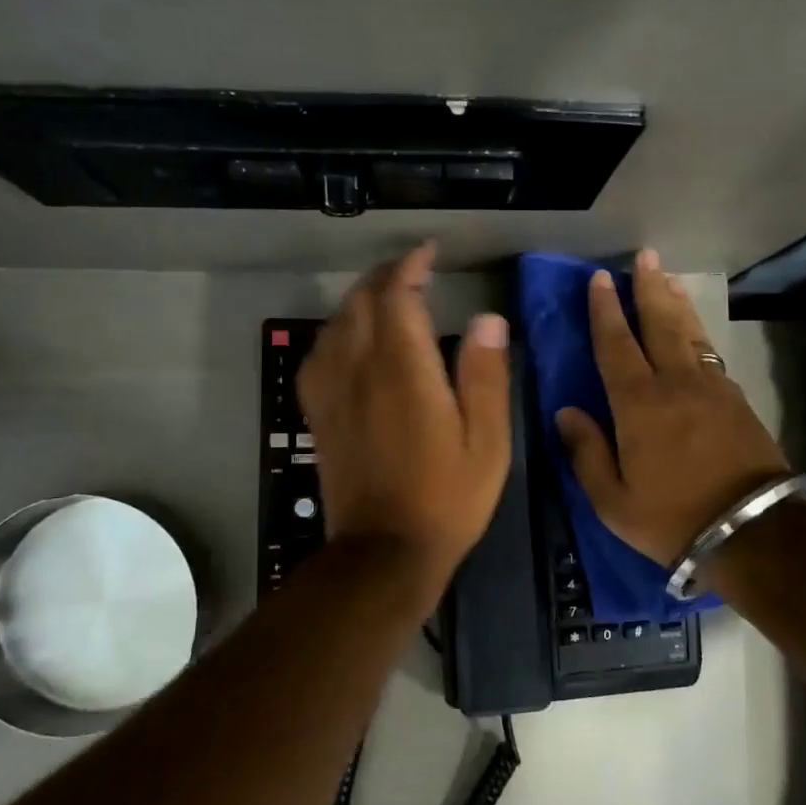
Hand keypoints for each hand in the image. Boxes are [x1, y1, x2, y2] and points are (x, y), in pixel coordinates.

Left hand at [297, 244, 511, 581]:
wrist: (384, 551)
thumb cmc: (447, 497)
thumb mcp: (487, 440)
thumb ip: (485, 375)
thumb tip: (487, 319)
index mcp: (403, 370)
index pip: (396, 295)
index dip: (410, 266)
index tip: (429, 252)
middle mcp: (358, 369)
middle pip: (360, 301)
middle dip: (385, 276)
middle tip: (414, 271)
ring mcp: (331, 391)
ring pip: (336, 323)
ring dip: (360, 300)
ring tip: (387, 298)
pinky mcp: (318, 414)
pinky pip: (319, 354)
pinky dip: (337, 332)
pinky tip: (352, 342)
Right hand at [556, 250, 789, 565]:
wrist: (753, 529)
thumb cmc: (672, 518)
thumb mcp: (613, 500)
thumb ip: (586, 452)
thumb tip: (565, 411)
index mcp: (638, 404)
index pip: (616, 344)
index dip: (605, 310)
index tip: (599, 279)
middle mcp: (675, 383)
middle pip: (659, 323)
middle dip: (648, 288)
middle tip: (645, 257)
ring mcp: (711, 387)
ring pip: (689, 332)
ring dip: (676, 301)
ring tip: (668, 277)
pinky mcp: (736, 398)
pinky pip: (710, 351)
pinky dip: (697, 330)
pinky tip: (693, 327)